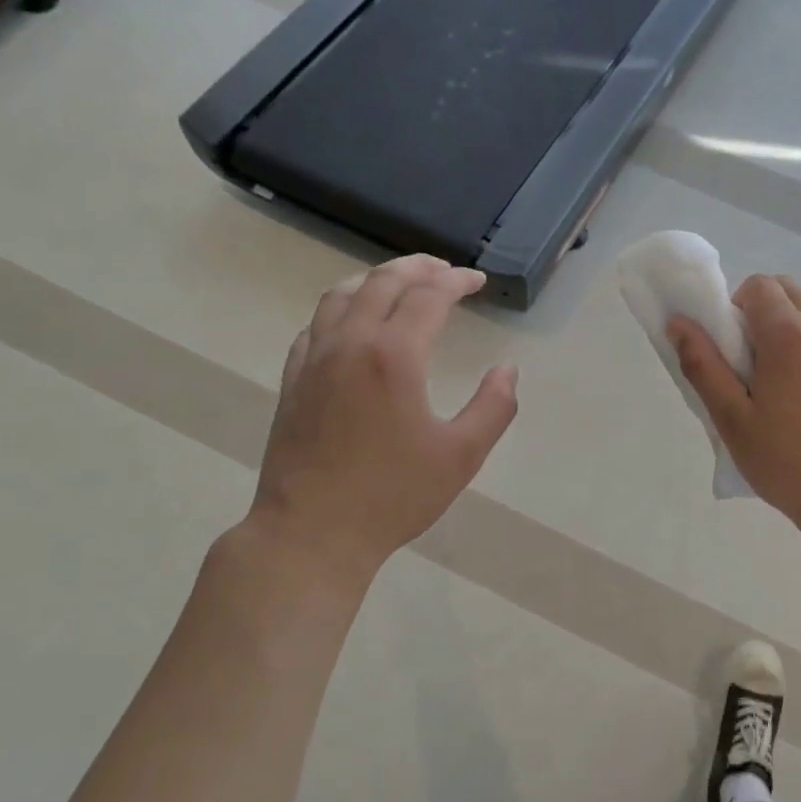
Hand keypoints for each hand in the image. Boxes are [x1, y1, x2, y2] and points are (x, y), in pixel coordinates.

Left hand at [248, 255, 518, 582]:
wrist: (313, 532)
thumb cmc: (394, 496)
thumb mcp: (462, 456)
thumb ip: (494, 407)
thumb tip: (507, 370)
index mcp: (394, 355)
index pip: (428, 296)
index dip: (456, 281)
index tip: (477, 281)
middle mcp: (350, 344)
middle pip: (382, 282)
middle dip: (418, 268)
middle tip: (444, 270)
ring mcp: (314, 360)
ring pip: (340, 295)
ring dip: (375, 279)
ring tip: (400, 283)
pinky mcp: (293, 381)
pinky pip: (315, 325)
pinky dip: (340, 308)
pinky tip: (351, 323)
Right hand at [669, 275, 800, 531]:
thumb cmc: (787, 461)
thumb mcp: (731, 419)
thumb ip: (702, 365)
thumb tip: (679, 323)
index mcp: (788, 336)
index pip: (760, 285)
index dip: (737, 305)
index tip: (731, 346)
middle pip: (790, 291)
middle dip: (764, 311)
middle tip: (752, 363)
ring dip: (793, 332)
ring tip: (785, 388)